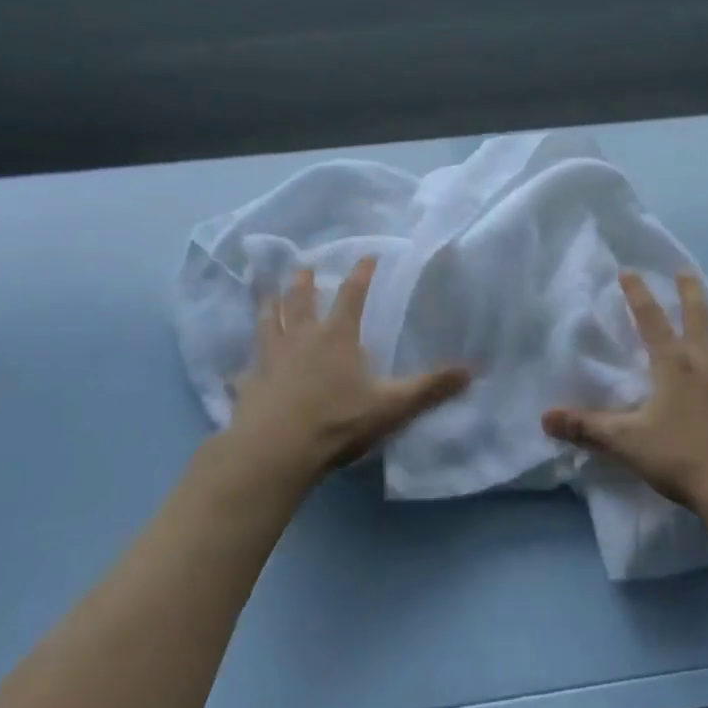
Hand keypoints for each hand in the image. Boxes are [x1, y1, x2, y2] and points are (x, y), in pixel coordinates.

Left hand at [224, 258, 469, 491]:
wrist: (275, 451)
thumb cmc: (337, 421)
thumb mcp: (392, 405)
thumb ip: (429, 388)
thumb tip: (471, 370)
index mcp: (337, 337)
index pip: (352, 295)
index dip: (361, 275)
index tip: (367, 256)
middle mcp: (301, 340)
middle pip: (301, 302)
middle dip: (304, 283)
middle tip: (303, 267)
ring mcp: (269, 361)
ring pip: (268, 325)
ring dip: (269, 308)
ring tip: (267, 294)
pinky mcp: (247, 387)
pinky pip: (243, 373)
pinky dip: (242, 369)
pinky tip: (237, 371)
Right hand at [542, 271, 707, 513]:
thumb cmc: (680, 455)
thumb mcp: (626, 442)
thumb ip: (587, 427)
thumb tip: (545, 417)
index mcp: (672, 363)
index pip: (651, 319)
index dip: (637, 293)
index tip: (629, 271)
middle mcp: (703, 362)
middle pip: (696, 316)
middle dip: (688, 291)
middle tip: (684, 270)